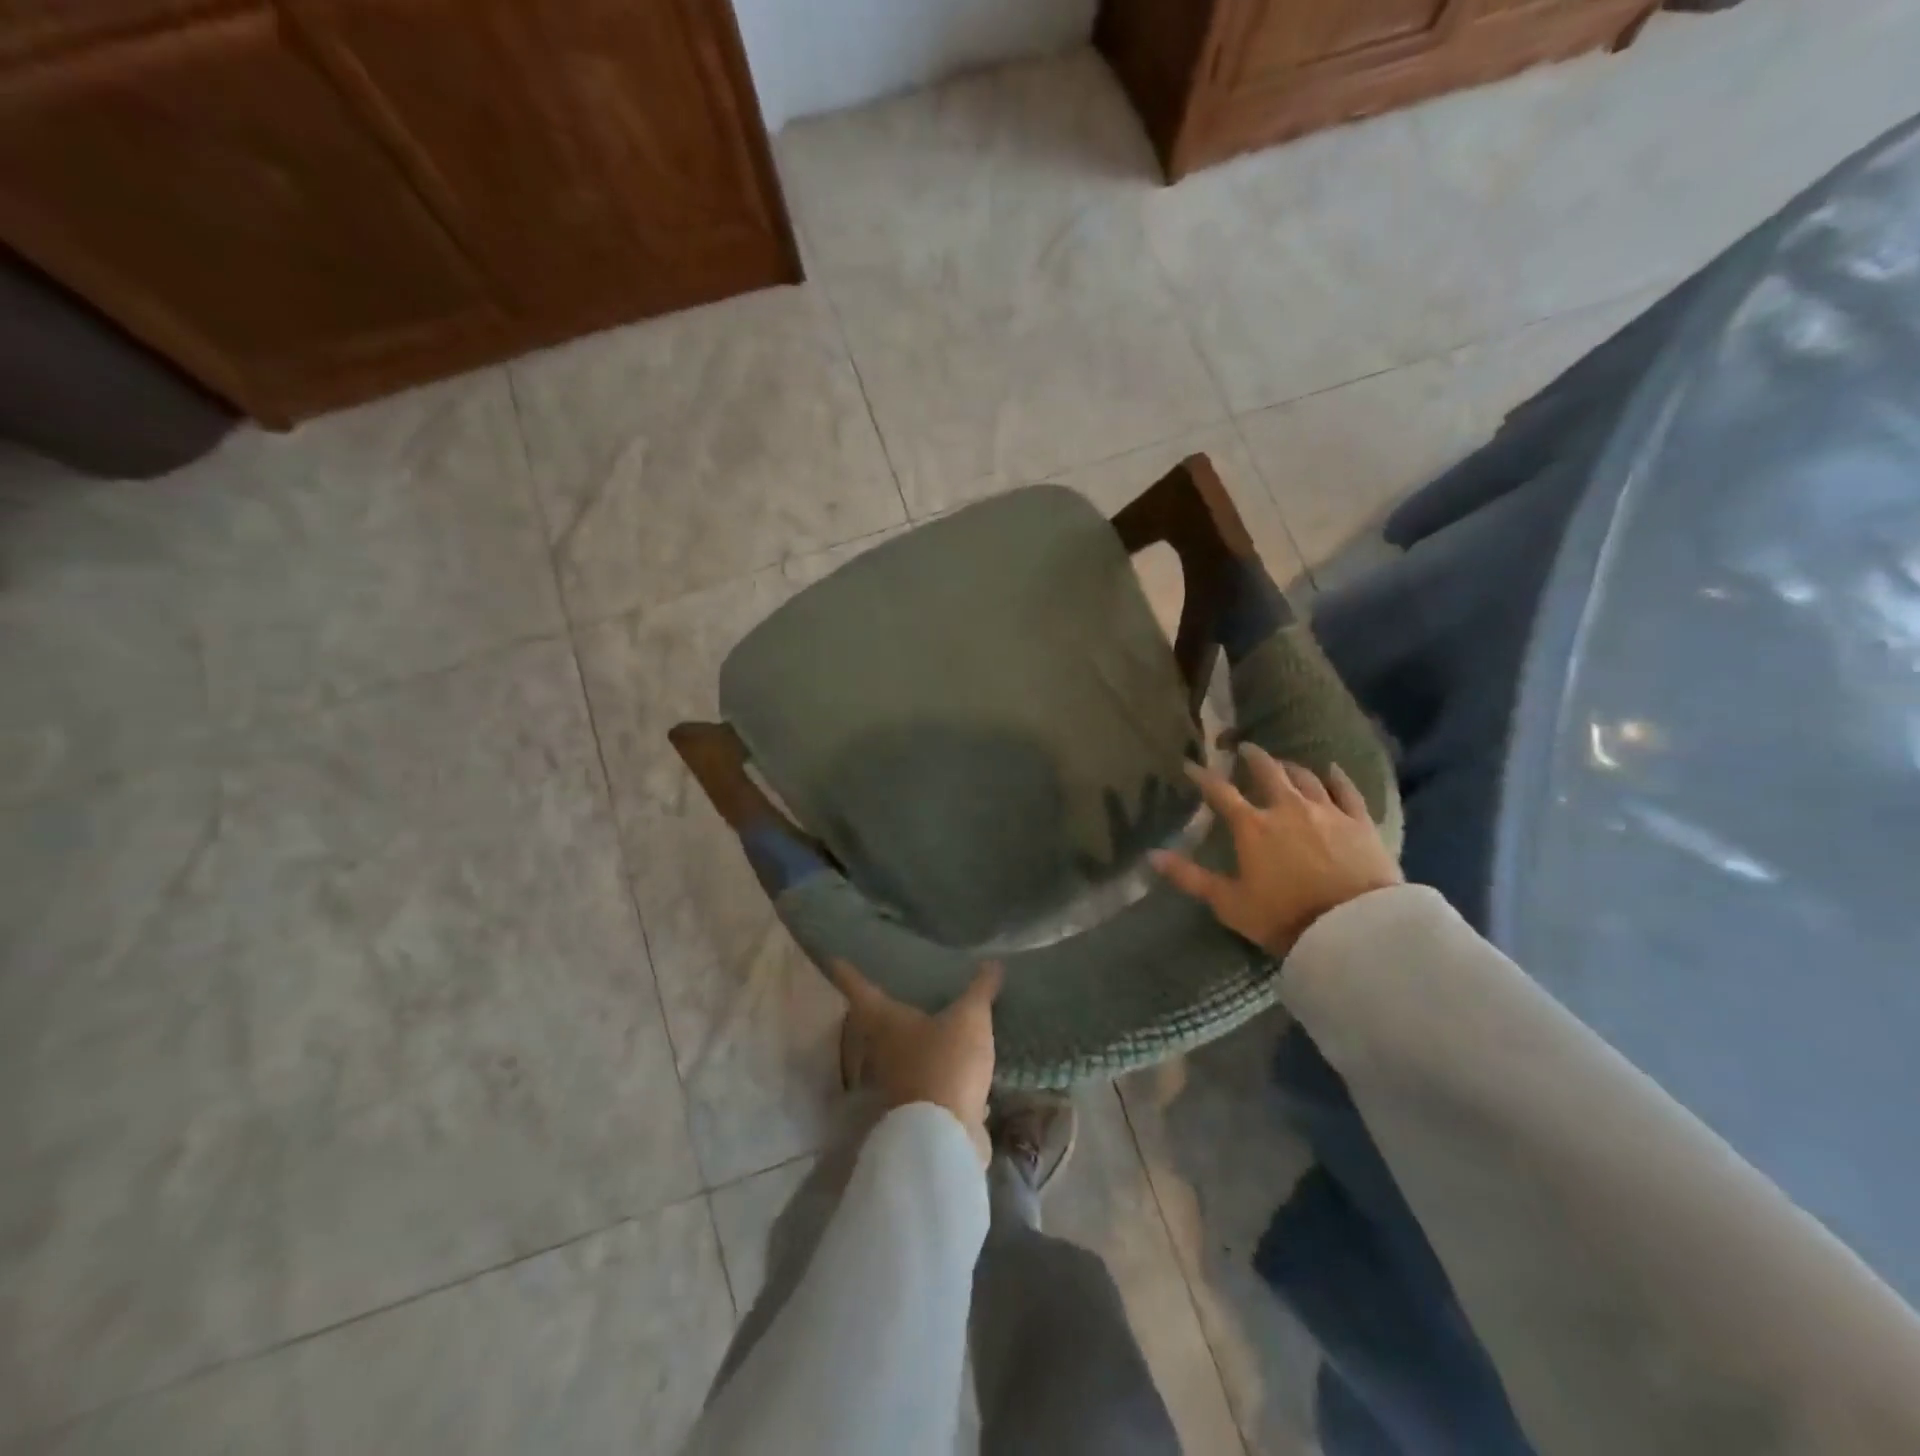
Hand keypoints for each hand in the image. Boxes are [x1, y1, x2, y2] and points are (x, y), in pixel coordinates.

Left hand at [830, 959, 1002, 1163]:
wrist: (943, 1136)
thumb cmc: (945, 1063)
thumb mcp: (969, 1019)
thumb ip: (980, 990)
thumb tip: (993, 962)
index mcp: (885, 1021)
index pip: (859, 988)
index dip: (847, 972)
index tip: (834, 959)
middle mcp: (881, 1050)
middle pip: (873, 1024)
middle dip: (881, 1009)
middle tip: (890, 989)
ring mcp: (896, 1082)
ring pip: (898, 1054)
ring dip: (910, 1042)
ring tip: (928, 1024)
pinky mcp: (916, 1107)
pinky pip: (924, 1080)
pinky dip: (935, 1071)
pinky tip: (955, 1066)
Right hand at [1151, 746, 1401, 956]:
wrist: (1352, 928)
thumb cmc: (1283, 916)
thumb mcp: (1229, 902)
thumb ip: (1190, 877)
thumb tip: (1152, 855)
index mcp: (1252, 826)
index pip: (1220, 793)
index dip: (1202, 777)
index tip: (1190, 765)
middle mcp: (1287, 808)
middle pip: (1268, 773)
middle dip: (1253, 758)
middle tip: (1245, 749)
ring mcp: (1326, 812)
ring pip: (1305, 777)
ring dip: (1290, 766)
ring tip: (1282, 762)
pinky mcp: (1359, 822)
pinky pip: (1347, 791)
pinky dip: (1337, 777)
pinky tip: (1332, 769)